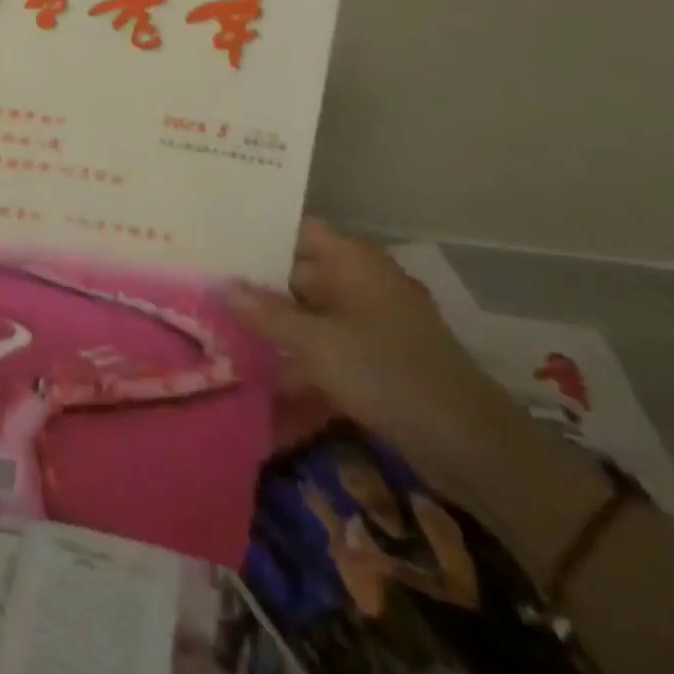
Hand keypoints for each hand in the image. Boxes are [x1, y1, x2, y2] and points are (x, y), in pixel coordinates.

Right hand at [223, 220, 524, 507]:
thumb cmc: (385, 372)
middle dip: (256, 282)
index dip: (256, 233)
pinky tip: (263, 371)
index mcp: (352, 260)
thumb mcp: (314, 342)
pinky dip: (299, 352)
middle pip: (298, 270)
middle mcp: (361, 280)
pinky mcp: (376, 355)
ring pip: (310, 309)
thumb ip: (264, 312)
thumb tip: (220, 284)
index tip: (214, 242)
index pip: (295, 229)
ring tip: (222, 326)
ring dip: (275, 321)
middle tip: (205, 285)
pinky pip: (326, 341)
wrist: (469, 444)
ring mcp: (371, 319)